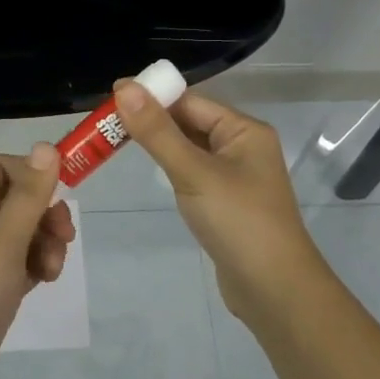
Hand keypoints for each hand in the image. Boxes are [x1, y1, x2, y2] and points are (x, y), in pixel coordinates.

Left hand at [0, 143, 74, 378]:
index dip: (32, 172)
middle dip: (46, 212)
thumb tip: (46, 146)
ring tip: (52, 270)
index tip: (59, 192)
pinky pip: (22, 259)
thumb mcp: (2, 243)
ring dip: (46, 242)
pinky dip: (37, 264)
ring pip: (24, 230)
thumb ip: (28, 196)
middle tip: (65, 235)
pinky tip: (45, 282)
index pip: (0, 166)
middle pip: (17, 197)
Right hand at [113, 82, 329, 329]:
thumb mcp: (193, 172)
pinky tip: (152, 173)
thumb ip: (157, 131)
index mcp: (244, 131)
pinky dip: (172, 169)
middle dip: (152, 121)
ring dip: (160, 145)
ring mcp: (236, 177)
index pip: (191, 101)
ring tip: (117, 142)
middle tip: (105, 123)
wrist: (274, 291)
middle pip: (190, 122)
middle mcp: (243, 147)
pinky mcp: (227, 203)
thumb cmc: (238, 222)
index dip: (152, 97)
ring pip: (190, 149)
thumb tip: (124, 87)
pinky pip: (194, 173)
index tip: (110, 99)